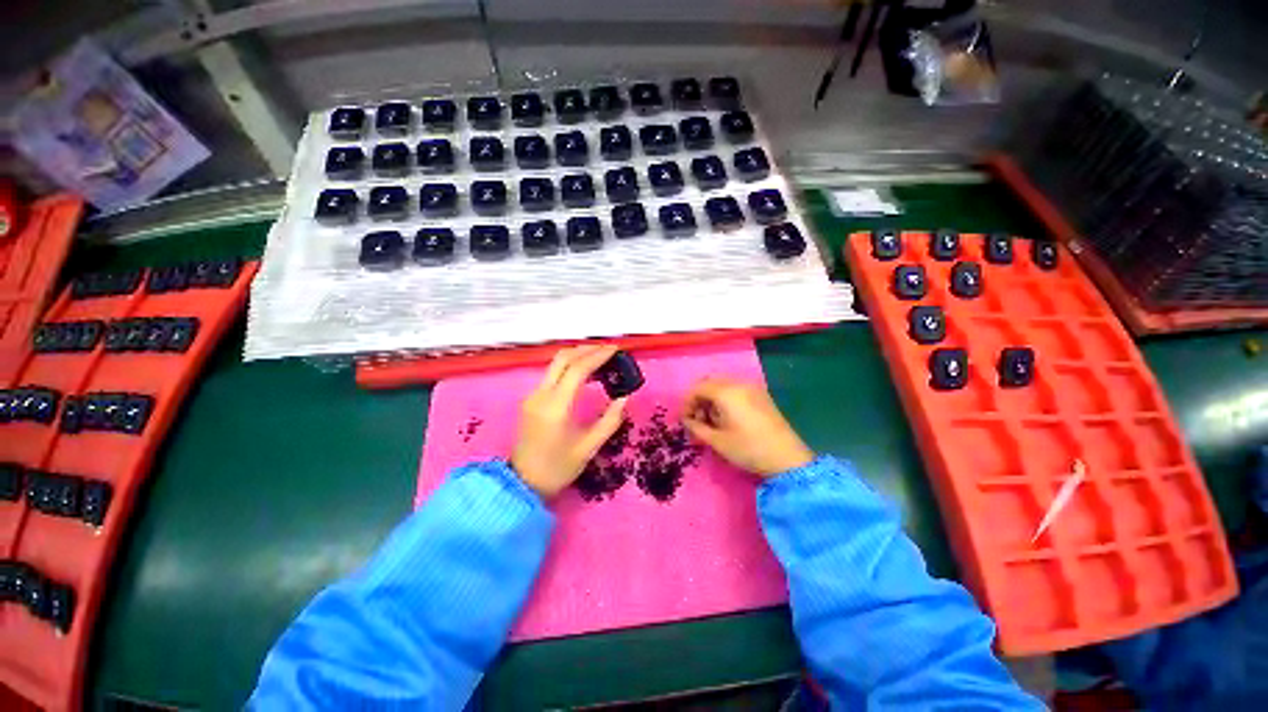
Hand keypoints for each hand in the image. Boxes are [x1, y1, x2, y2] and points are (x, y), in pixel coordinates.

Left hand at [512, 345, 628, 500]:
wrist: (522, 483)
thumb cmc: (557, 468)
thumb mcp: (589, 448)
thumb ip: (610, 421)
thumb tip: (625, 397)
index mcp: (556, 407)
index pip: (577, 370)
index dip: (598, 356)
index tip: (615, 350)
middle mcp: (541, 395)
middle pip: (563, 359)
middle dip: (586, 349)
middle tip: (608, 350)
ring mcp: (533, 396)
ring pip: (555, 364)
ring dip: (577, 356)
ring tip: (599, 357)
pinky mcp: (531, 399)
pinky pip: (551, 374)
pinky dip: (569, 366)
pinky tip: (584, 372)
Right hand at [682, 377, 813, 478]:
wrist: (788, 458)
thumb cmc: (749, 449)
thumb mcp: (717, 441)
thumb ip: (697, 428)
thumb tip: (687, 421)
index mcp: (726, 392)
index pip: (697, 388)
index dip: (687, 403)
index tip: (685, 421)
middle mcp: (738, 384)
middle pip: (710, 383)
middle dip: (699, 399)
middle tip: (698, 420)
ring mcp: (752, 388)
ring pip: (723, 385)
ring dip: (712, 398)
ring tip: (712, 421)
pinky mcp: (761, 395)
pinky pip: (736, 389)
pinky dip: (725, 398)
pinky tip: (728, 418)